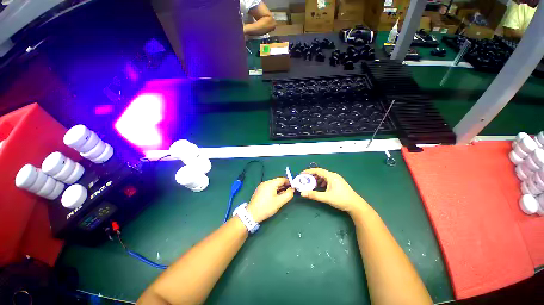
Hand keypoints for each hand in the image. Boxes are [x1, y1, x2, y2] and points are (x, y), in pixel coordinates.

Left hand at [247, 177, 293, 222]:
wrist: (252, 214)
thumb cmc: (267, 207)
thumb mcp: (280, 202)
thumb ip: (288, 194)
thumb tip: (292, 189)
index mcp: (271, 183)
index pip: (282, 179)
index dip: (289, 183)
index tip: (293, 188)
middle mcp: (266, 182)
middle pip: (277, 182)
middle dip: (284, 186)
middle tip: (289, 193)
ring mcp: (262, 186)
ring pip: (273, 185)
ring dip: (279, 189)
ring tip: (283, 196)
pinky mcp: (259, 190)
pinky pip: (269, 188)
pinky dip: (274, 190)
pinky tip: (276, 197)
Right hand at [300, 168, 367, 213]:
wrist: (355, 205)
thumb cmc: (341, 199)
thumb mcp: (326, 197)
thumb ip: (314, 195)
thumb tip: (302, 193)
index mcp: (331, 176)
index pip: (318, 170)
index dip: (309, 171)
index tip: (302, 174)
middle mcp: (333, 175)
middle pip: (320, 173)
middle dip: (312, 176)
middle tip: (305, 180)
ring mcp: (336, 179)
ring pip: (324, 177)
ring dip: (317, 179)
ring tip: (311, 184)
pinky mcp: (338, 183)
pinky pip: (327, 180)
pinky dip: (321, 182)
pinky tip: (320, 187)